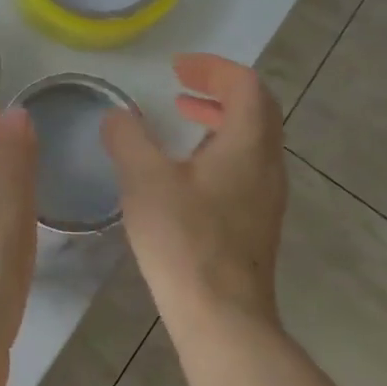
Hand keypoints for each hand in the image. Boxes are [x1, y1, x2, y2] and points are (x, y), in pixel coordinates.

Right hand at [101, 53, 288, 329]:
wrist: (222, 317)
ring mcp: (266, 196)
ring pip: (251, 139)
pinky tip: (184, 171)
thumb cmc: (184, 240)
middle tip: (180, 86)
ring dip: (218, 120)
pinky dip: (218, 149)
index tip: (176, 68)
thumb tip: (118, 115)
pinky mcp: (256, 222)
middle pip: (256, 109)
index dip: (212, 68)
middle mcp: (267, 165)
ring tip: (181, 119)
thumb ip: (128, 138)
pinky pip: (244, 166)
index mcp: (248, 145)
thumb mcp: (144, 180)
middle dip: (218, 89)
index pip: (245, 85)